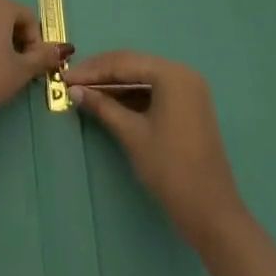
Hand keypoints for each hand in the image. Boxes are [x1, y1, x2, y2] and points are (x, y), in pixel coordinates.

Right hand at [67, 51, 244, 245]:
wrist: (211, 212)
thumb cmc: (170, 168)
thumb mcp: (132, 134)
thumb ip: (103, 106)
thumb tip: (74, 90)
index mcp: (172, 74)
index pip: (124, 63)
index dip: (92, 70)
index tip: (64, 77)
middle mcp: (182, 74)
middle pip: (133, 66)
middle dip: (101, 74)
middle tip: (72, 82)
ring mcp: (188, 91)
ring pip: (142, 78)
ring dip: (114, 85)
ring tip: (85, 92)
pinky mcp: (187, 107)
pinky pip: (153, 92)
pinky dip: (130, 96)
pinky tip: (109, 102)